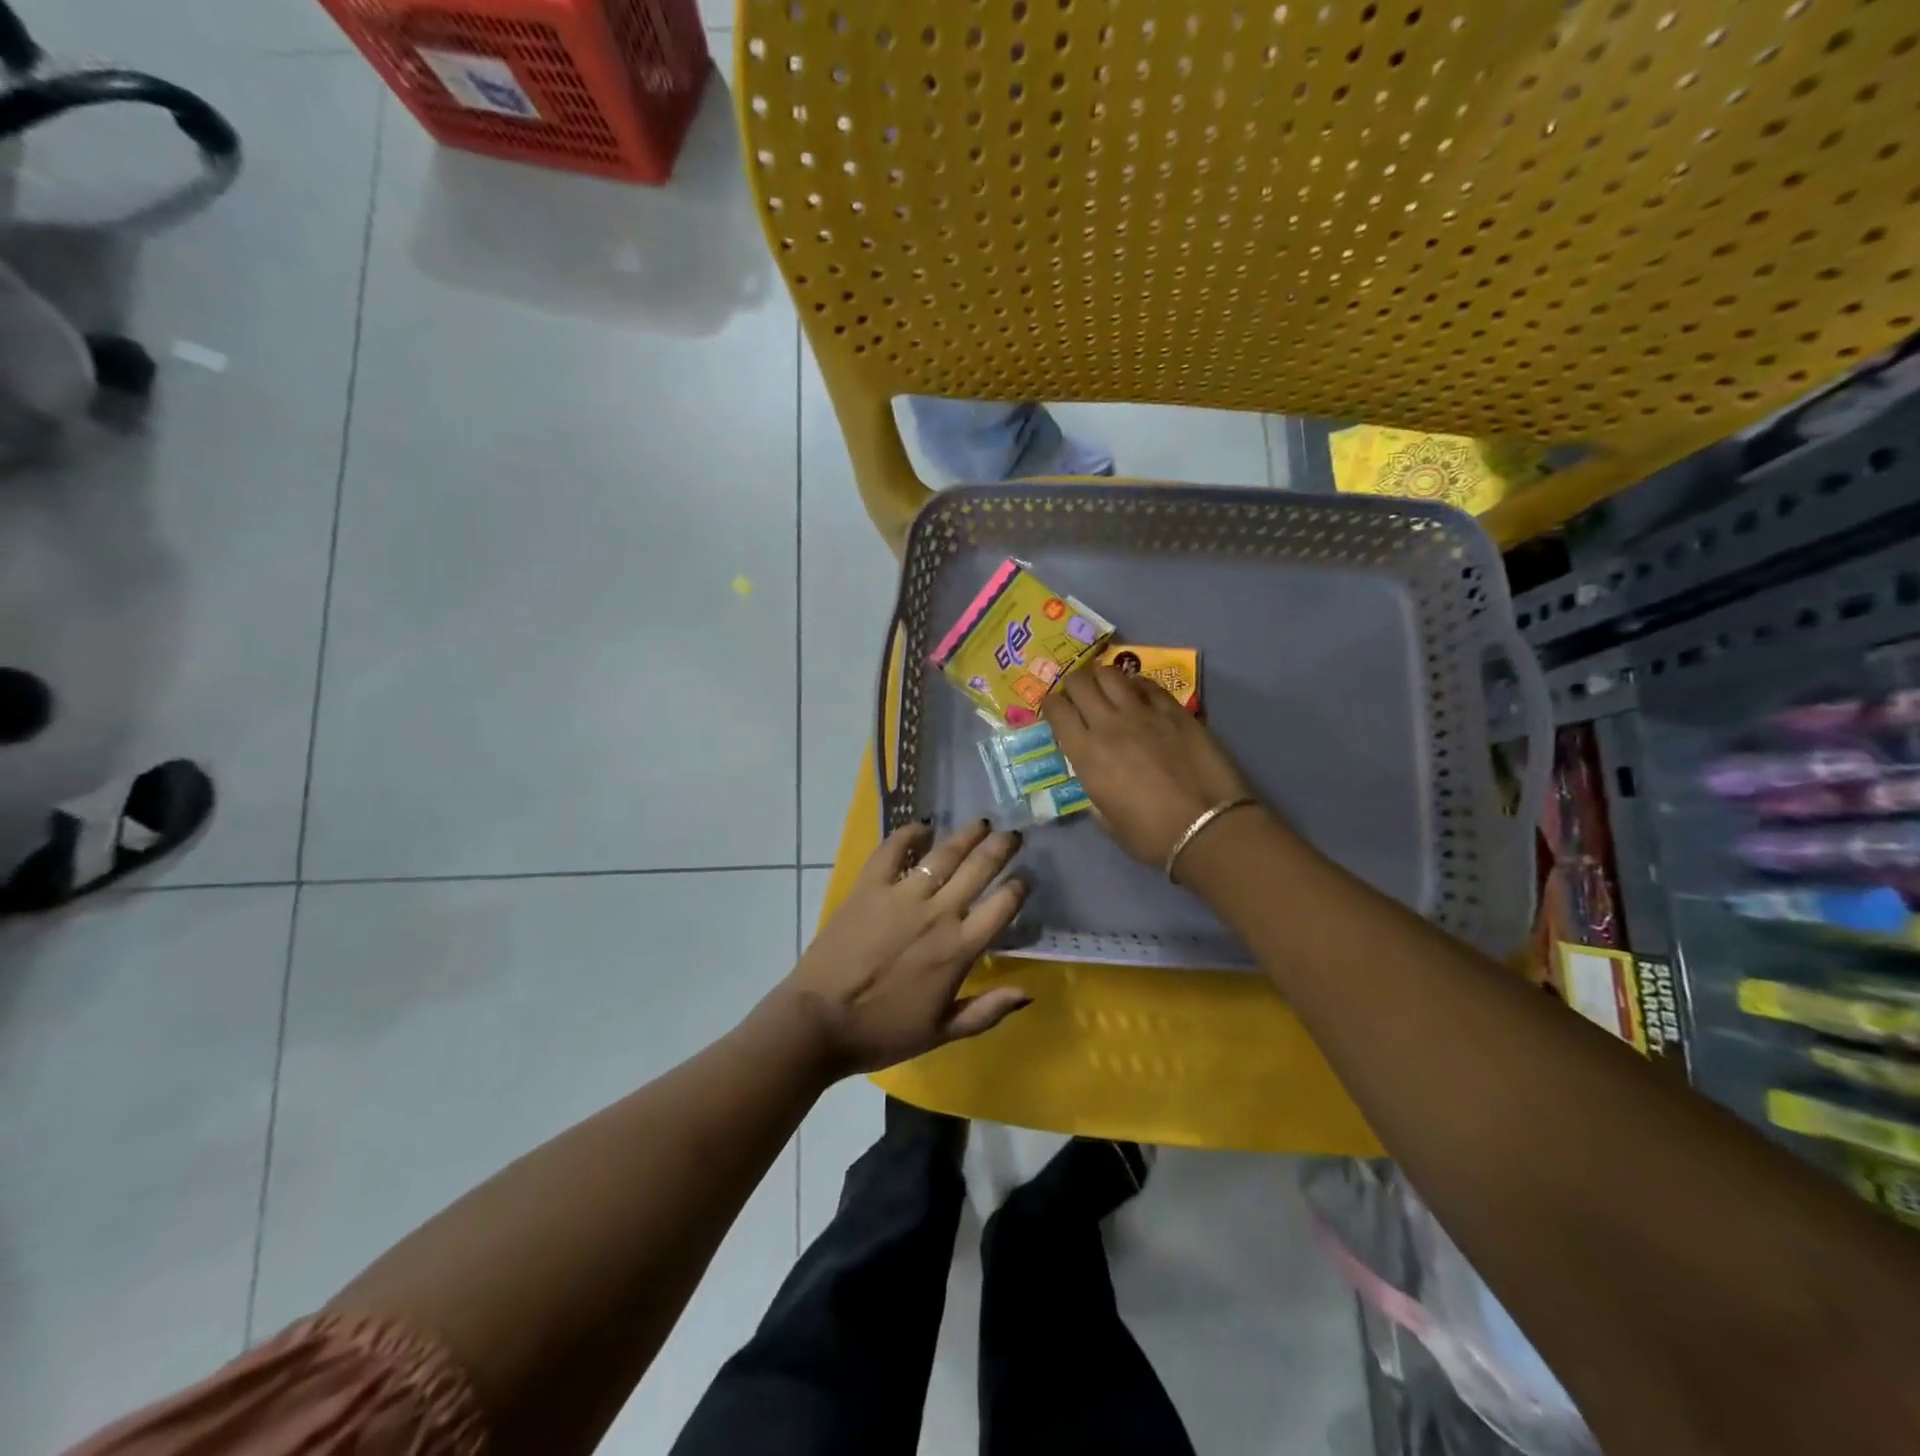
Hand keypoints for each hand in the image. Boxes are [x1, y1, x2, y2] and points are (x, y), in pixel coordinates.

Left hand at [779, 820, 1030, 1075]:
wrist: (820, 1022)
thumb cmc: (883, 1032)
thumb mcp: (942, 1032)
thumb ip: (987, 1011)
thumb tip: (1028, 991)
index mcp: (959, 949)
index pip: (1003, 906)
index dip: (1019, 887)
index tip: (1025, 878)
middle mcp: (938, 914)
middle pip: (979, 868)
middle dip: (1001, 847)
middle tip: (1012, 834)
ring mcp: (902, 896)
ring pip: (944, 854)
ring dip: (967, 835)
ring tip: (981, 823)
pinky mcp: (869, 887)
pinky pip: (893, 850)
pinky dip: (909, 834)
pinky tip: (922, 827)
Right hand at [1041, 665, 1256, 867]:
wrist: (1207, 828)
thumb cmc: (1151, 836)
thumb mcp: (1107, 821)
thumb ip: (1094, 793)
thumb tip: (1096, 779)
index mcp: (1086, 753)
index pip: (1056, 709)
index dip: (1050, 705)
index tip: (1054, 711)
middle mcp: (1109, 724)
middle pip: (1080, 682)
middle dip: (1073, 685)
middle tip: (1078, 697)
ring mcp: (1144, 713)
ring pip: (1112, 674)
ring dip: (1102, 678)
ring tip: (1106, 690)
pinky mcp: (1175, 711)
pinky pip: (1148, 685)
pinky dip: (1136, 685)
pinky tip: (1138, 694)